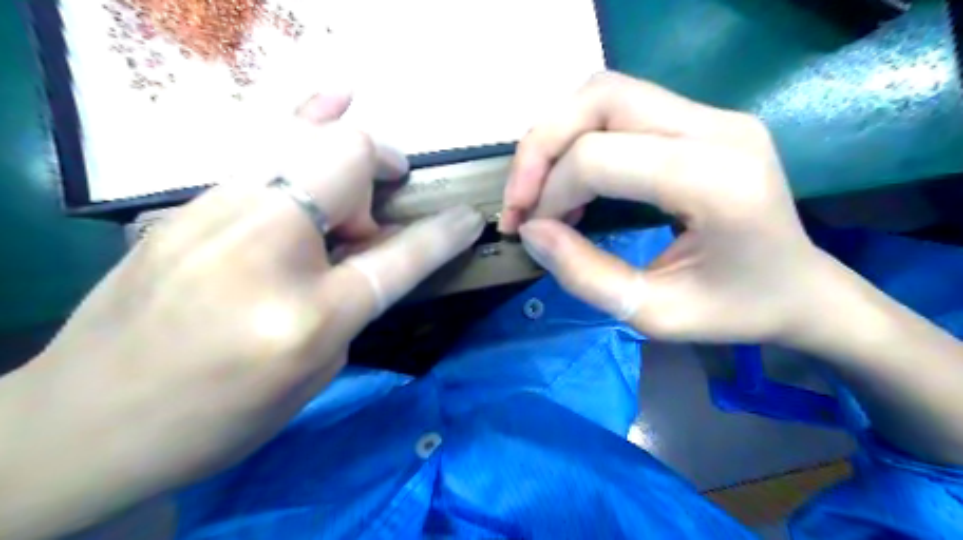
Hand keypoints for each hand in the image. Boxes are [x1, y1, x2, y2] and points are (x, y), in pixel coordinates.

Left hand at [1, 93, 480, 539]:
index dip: (442, 235)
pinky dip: (300, 125)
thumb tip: (371, 254)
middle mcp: (260, 250)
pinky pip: (260, 151)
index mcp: (306, 315)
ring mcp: (210, 217)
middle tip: (386, 198)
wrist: (88, 423)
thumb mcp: (314, 371)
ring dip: (343, 148)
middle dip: (381, 165)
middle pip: (343, 164)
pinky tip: (326, 104)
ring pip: (297, 140)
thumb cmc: (220, 415)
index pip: (398, 257)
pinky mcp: (182, 208)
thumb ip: (353, 304)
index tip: (469, 218)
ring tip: (364, 158)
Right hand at [501, 72, 822, 342]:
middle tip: (520, 200)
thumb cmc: (735, 311)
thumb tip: (531, 231)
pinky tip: (572, 180)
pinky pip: (621, 107)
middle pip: (599, 98)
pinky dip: (579, 137)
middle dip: (540, 148)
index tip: (533, 232)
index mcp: (717, 181)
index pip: (600, 157)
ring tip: (539, 189)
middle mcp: (718, 129)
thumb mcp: (653, 315)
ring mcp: (714, 116)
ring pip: (605, 92)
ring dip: (556, 136)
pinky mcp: (702, 119)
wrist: (802, 289)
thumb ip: (584, 275)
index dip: (550, 193)